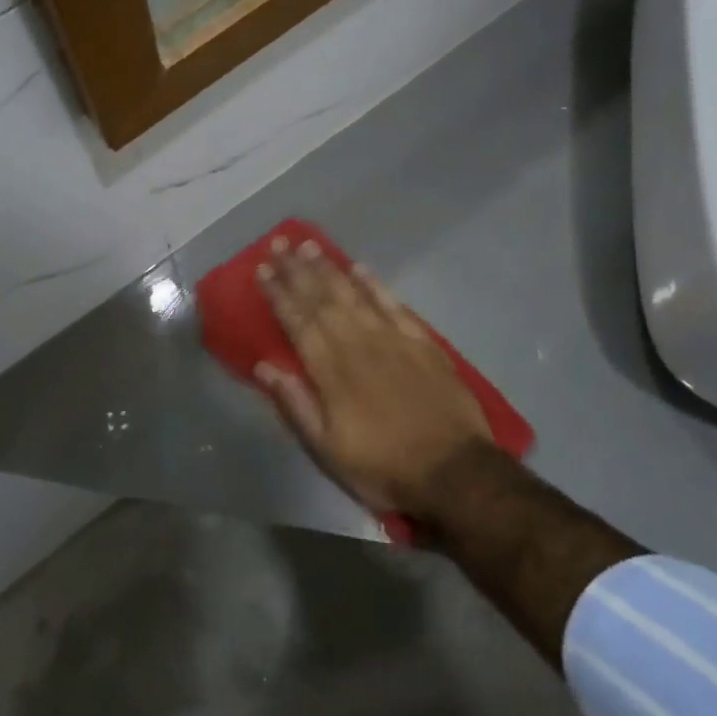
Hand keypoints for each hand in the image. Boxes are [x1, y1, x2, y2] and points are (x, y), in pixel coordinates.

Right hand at [255, 238, 497, 521]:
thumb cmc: (382, 466)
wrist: (454, 472)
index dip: (278, 294)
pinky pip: (394, 305)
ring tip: (310, 246)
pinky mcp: (423, 343)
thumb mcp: (327, 449)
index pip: (298, 322)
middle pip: (322, 300)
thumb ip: (295, 403)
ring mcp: (393, 340)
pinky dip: (375, 285)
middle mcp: (358, 344)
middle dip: (297, 270)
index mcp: (331, 371)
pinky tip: (361, 268)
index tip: (262, 268)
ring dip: (330, 269)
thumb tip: (264, 366)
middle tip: (280, 243)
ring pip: (354, 295)